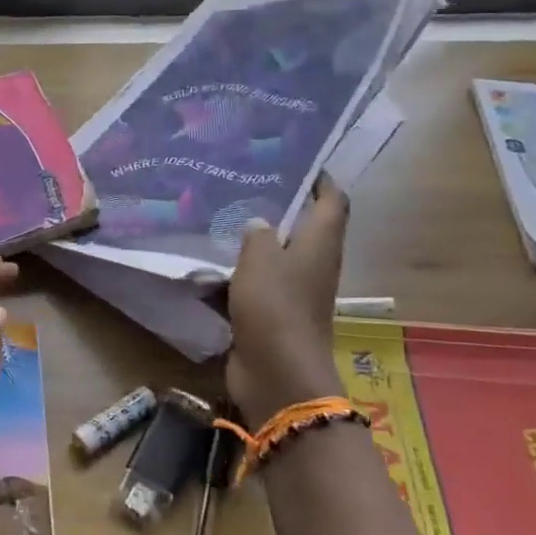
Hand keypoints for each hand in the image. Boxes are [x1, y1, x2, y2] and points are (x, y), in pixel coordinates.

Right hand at [226, 177, 349, 423]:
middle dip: (275, 208)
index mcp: (319, 244)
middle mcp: (311, 265)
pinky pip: (250, 286)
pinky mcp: (269, 315)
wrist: (276, 373)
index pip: (332, 202)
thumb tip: (258, 224)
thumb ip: (258, 234)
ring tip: (216, 219)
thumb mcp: (261, 259)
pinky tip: (203, 266)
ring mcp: (291, 293)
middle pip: (300, 229)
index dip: (321, 180)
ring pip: (270, 258)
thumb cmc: (275, 307)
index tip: (295, 161)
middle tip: (241, 186)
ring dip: (248, 244)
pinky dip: (231, 277)